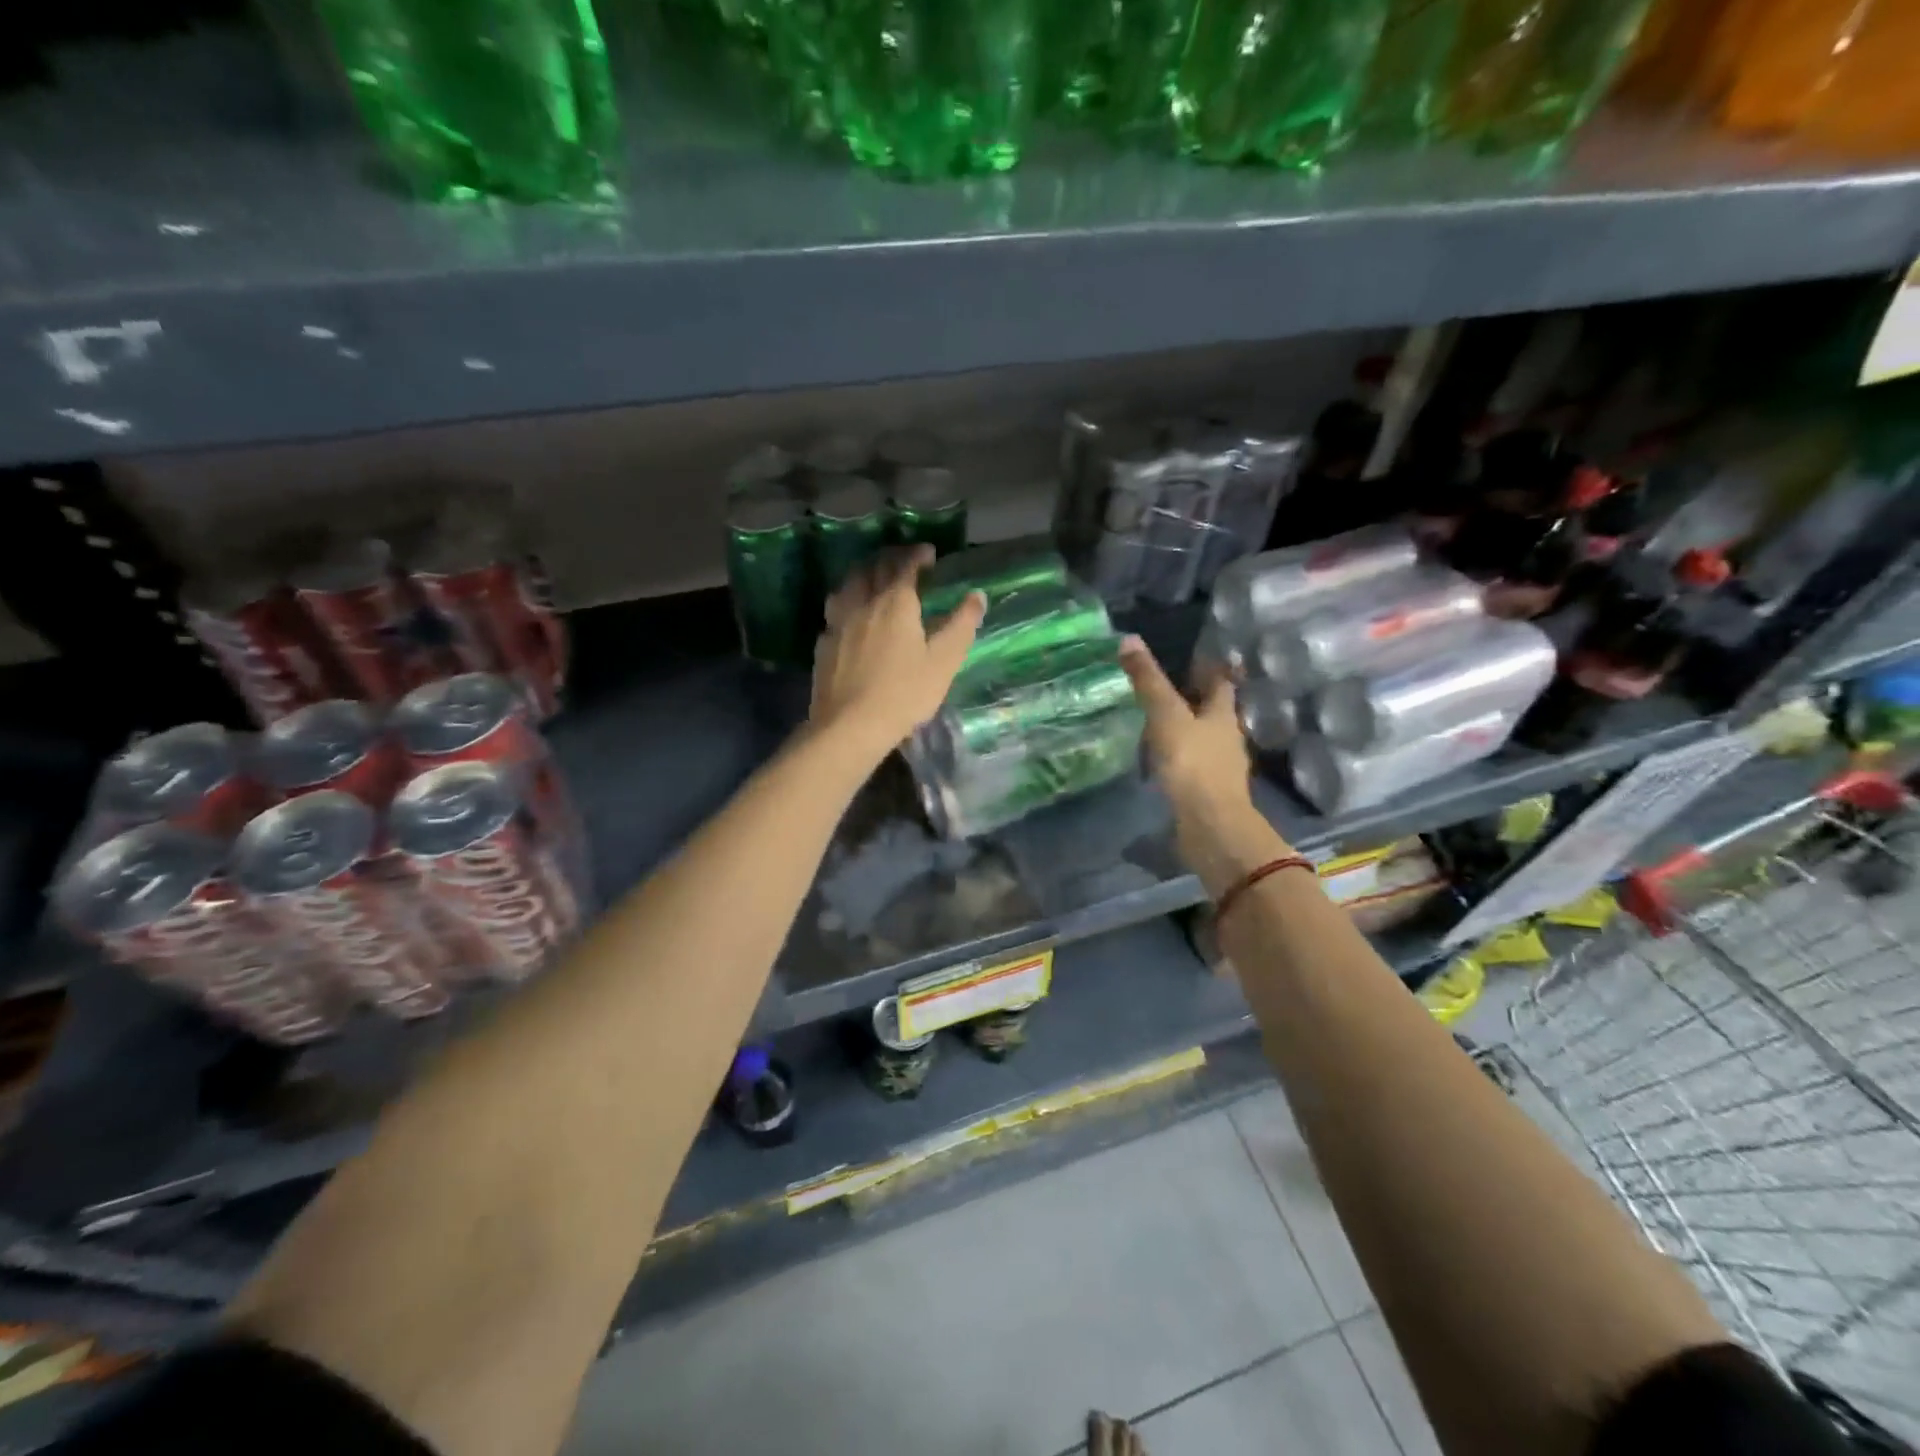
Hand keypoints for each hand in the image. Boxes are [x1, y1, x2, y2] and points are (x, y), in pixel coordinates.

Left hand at [811, 546, 984, 760]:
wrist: (850, 726)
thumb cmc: (904, 694)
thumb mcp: (943, 662)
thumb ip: (961, 625)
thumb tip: (977, 596)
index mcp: (895, 603)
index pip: (905, 565)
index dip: (917, 554)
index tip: (929, 553)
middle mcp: (863, 603)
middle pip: (873, 568)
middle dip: (890, 558)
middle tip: (904, 562)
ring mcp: (838, 622)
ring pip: (848, 584)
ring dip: (864, 575)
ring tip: (873, 580)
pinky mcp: (823, 644)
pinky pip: (834, 610)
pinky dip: (847, 602)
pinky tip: (850, 616)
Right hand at [1118, 635, 1251, 818]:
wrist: (1210, 825)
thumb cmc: (1193, 763)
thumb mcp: (1165, 716)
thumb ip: (1148, 682)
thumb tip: (1129, 639)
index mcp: (1223, 715)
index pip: (1221, 684)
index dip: (1211, 669)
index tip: (1198, 658)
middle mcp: (1227, 739)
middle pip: (1214, 713)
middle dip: (1196, 702)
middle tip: (1170, 689)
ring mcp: (1219, 769)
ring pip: (1203, 741)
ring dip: (1186, 732)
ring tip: (1158, 725)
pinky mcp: (1207, 794)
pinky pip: (1191, 768)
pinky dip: (1178, 761)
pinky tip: (1159, 764)